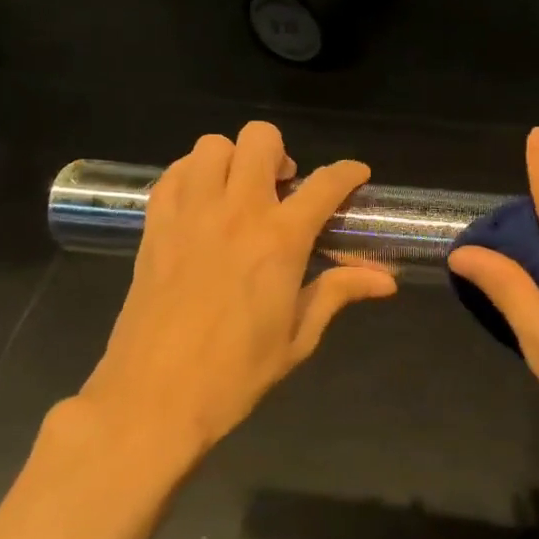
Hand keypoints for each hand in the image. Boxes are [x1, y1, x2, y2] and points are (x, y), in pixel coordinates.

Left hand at [74, 121, 396, 462]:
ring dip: (233, 159)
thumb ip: (338, 293)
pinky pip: (173, 174)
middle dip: (281, 153)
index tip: (356, 176)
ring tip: (238, 192)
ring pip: (212, 146)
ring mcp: (190, 213)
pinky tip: (201, 204)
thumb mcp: (297, 338)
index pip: (326, 184)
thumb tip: (386, 281)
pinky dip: (192, 175)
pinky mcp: (154, 225)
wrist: (153, 399)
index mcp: (280, 240)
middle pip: (261, 140)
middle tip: (284, 189)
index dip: (348, 173)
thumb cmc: (235, 374)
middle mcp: (236, 211)